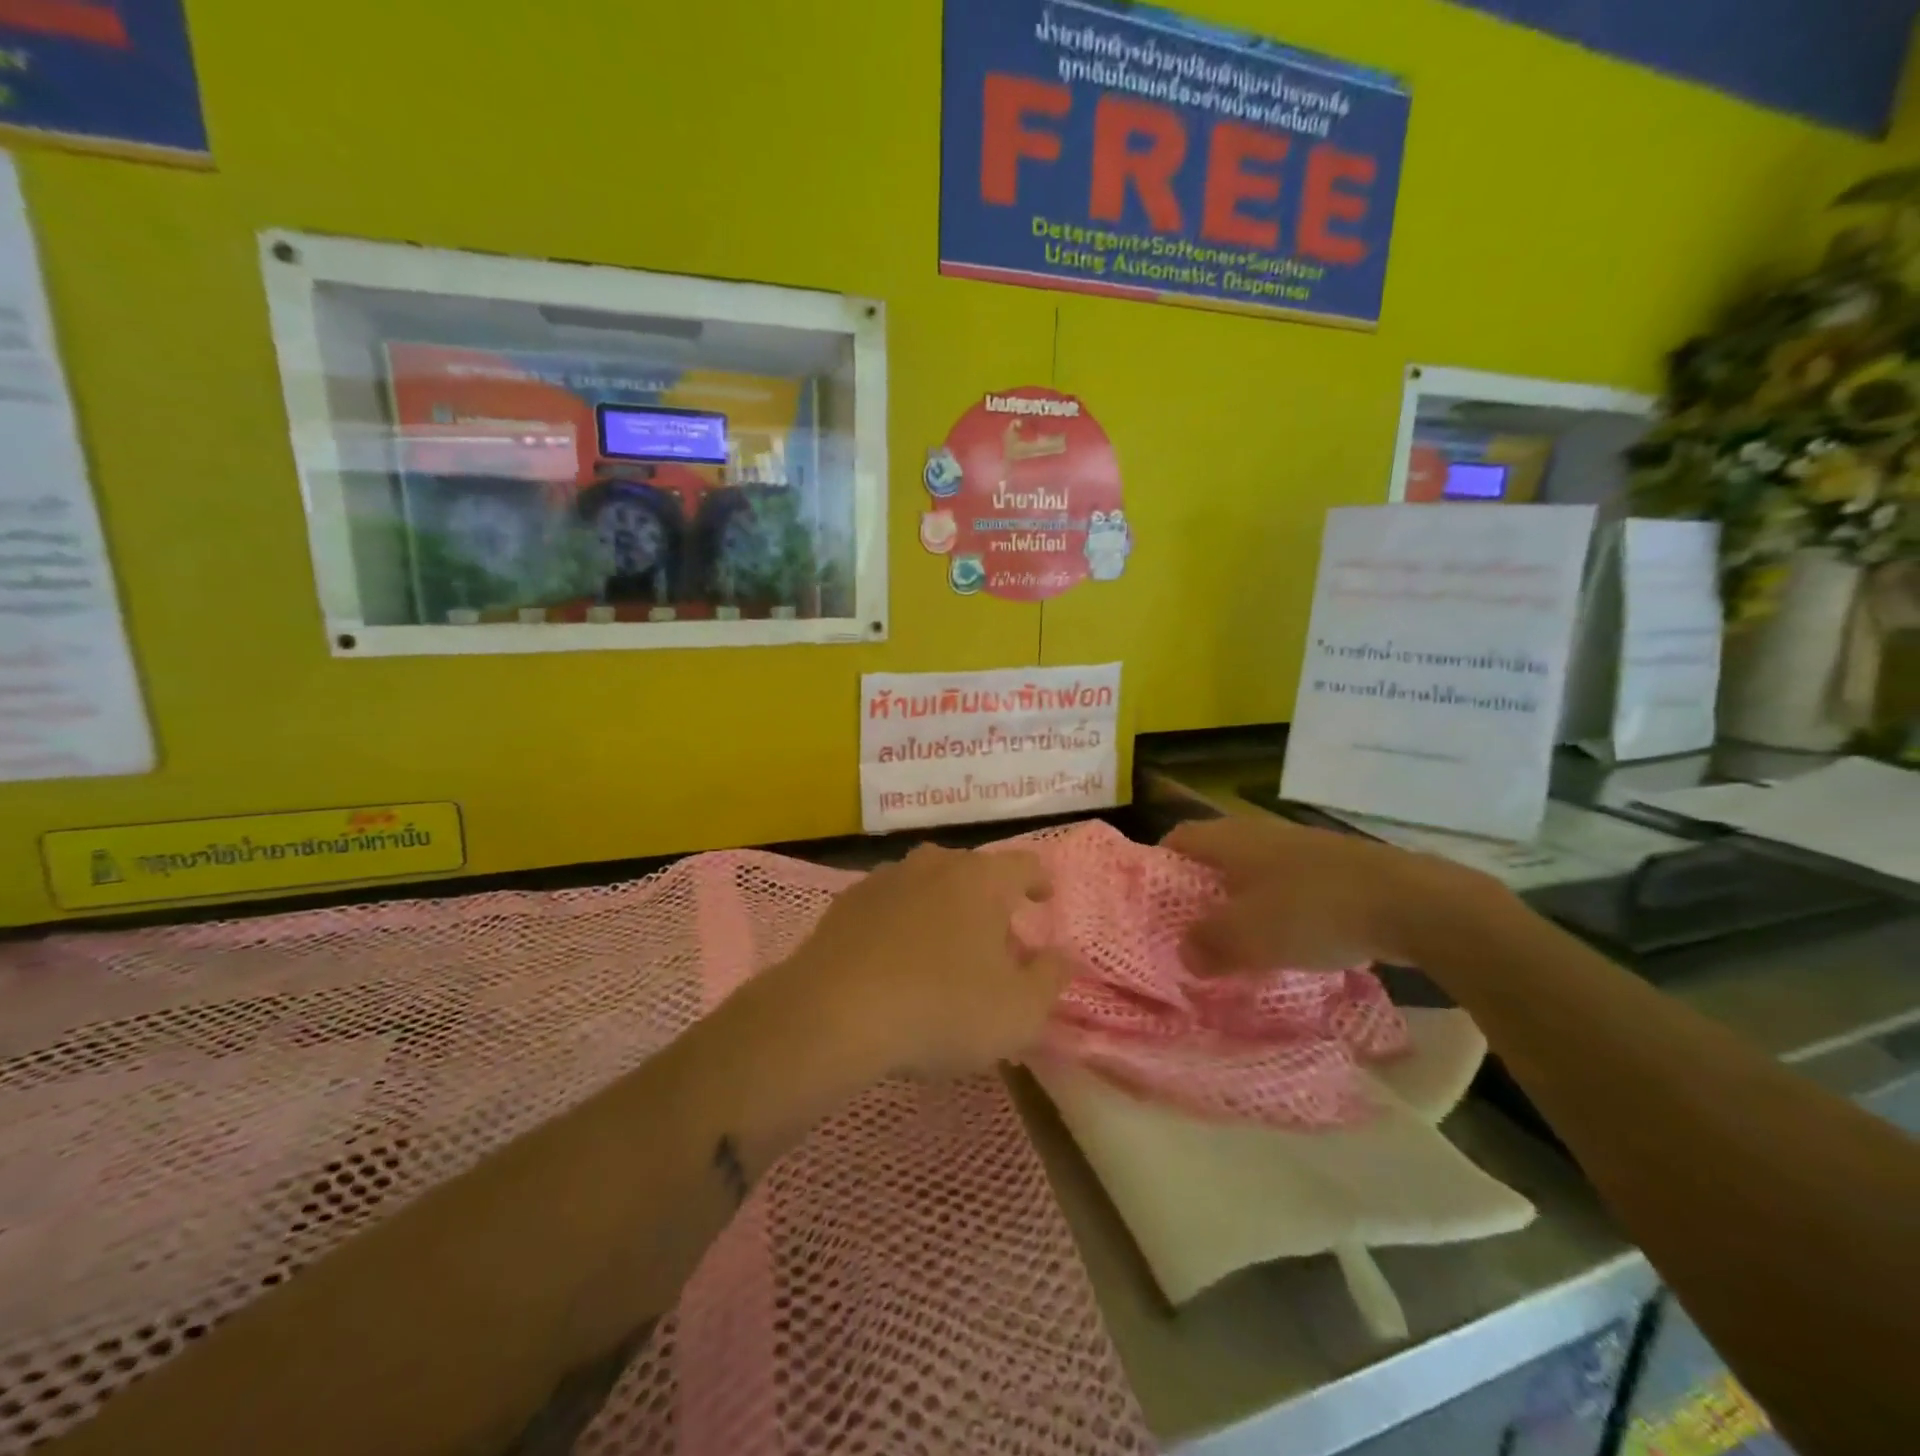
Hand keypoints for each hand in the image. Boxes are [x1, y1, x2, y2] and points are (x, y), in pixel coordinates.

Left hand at [776, 844, 1073, 1080]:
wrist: (834, 1014)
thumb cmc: (941, 1009)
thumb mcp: (1018, 1011)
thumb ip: (1049, 978)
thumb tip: (1059, 955)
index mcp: (980, 879)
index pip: (1023, 864)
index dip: (1039, 880)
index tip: (1045, 897)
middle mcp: (933, 865)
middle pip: (971, 870)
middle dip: (989, 897)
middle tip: (997, 934)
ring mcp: (884, 879)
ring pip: (926, 883)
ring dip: (942, 906)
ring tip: (945, 944)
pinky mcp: (845, 904)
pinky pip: (888, 905)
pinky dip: (901, 922)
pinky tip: (896, 956)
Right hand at [1163, 815, 1497, 972]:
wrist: (1413, 903)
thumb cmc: (1313, 911)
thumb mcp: (1246, 936)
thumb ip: (1206, 946)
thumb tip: (1185, 954)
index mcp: (1230, 839)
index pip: (1176, 839)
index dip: (1158, 869)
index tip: (1151, 907)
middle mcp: (1259, 834)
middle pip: (1213, 858)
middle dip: (1198, 895)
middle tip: (1188, 934)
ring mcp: (1300, 849)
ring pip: (1252, 876)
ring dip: (1239, 907)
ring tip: (1234, 947)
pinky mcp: (1334, 869)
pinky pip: (1288, 889)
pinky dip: (1277, 914)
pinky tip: (1286, 947)